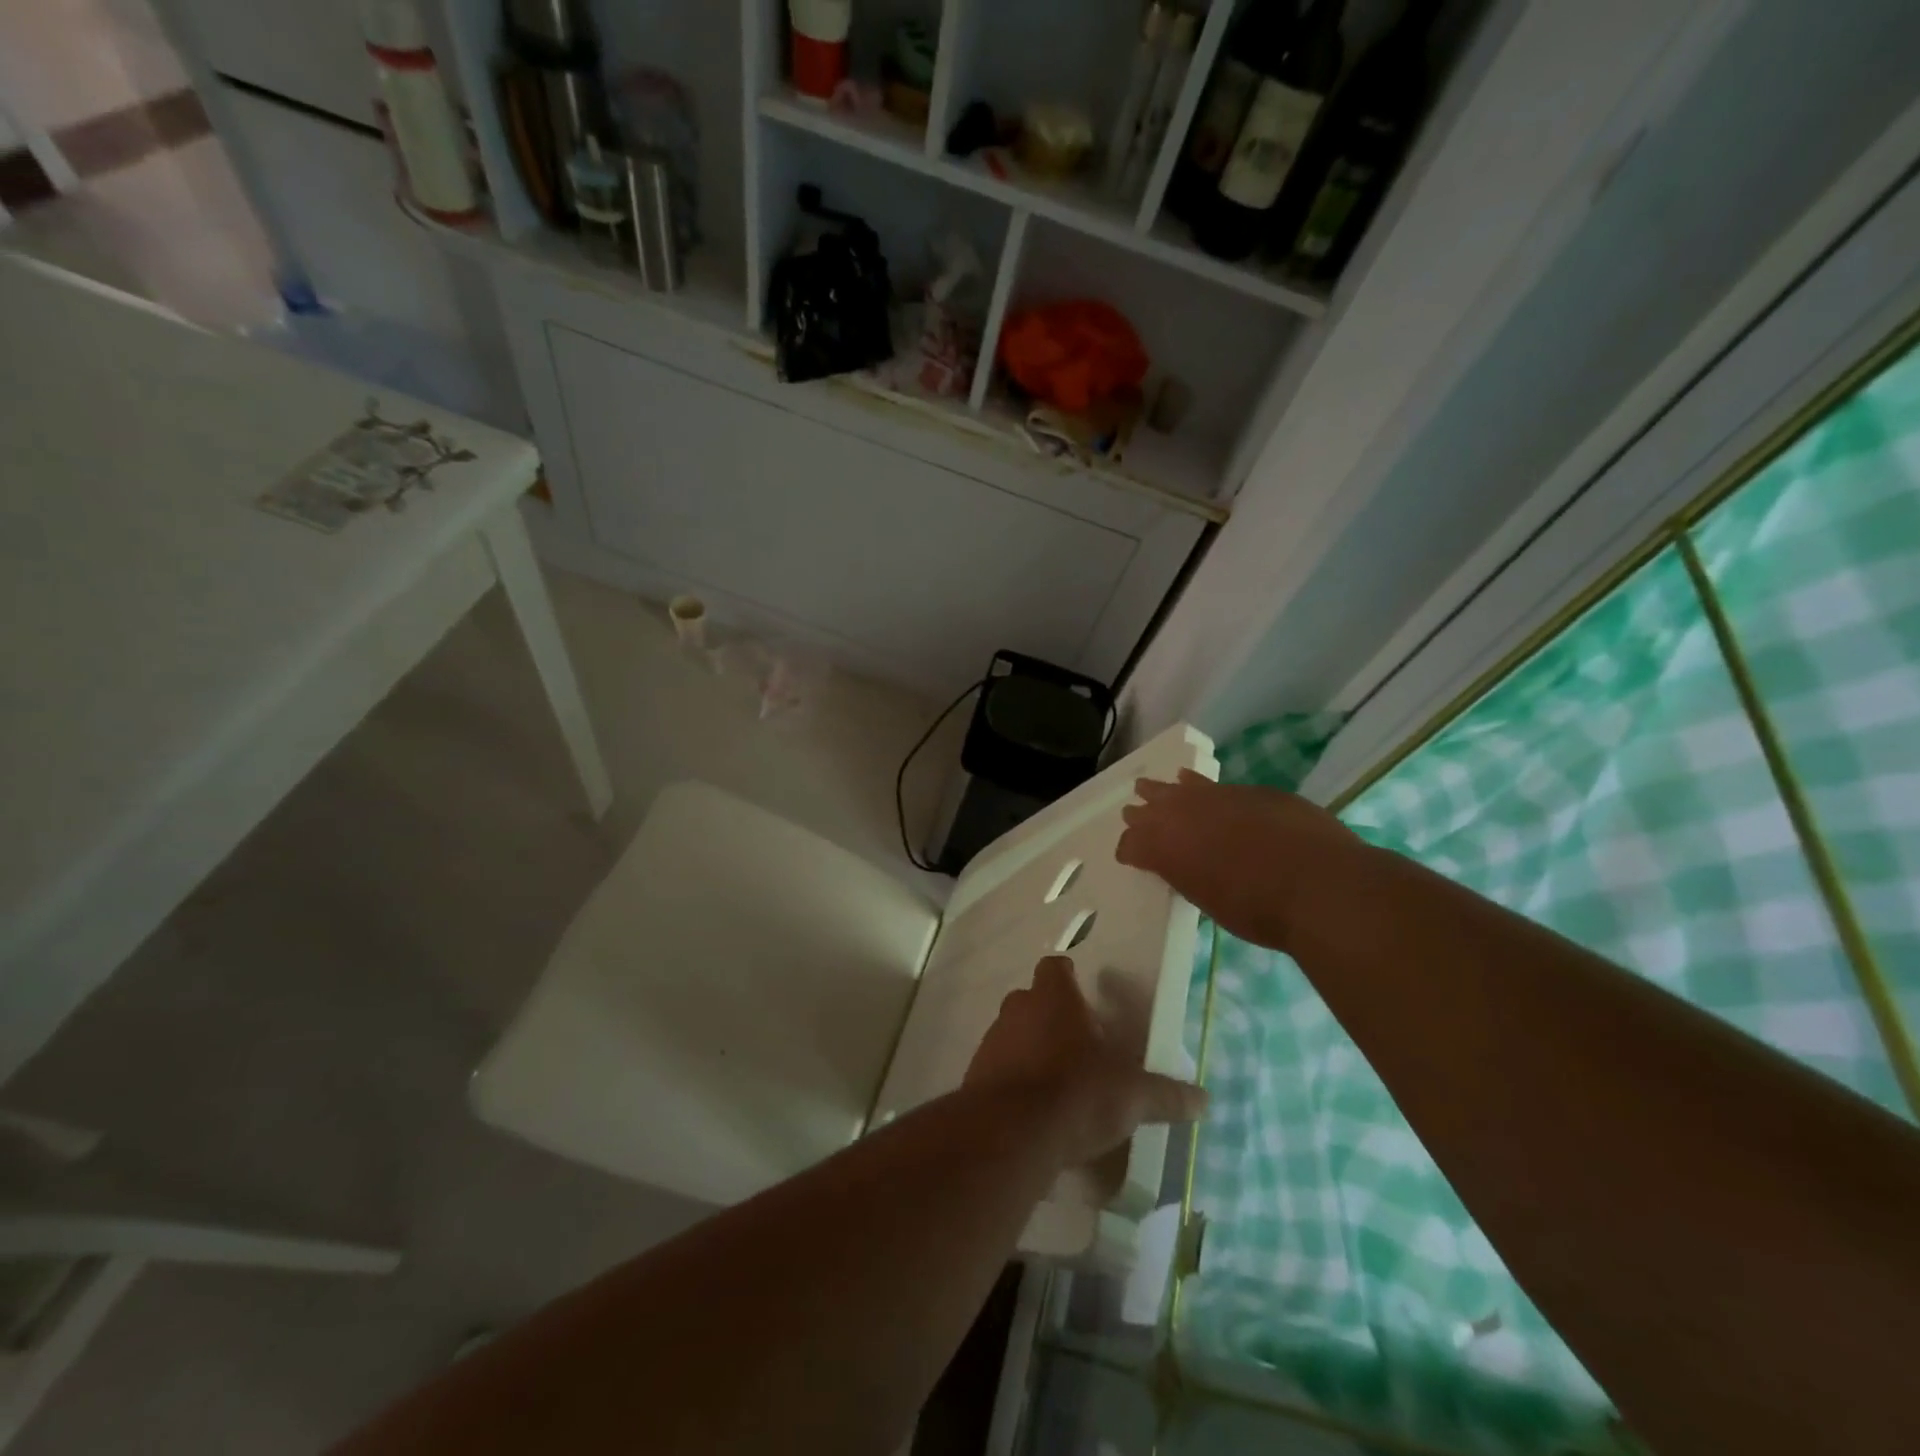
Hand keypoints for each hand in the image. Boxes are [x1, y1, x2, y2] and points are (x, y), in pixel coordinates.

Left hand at [966, 956, 1206, 1168]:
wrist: (1010, 1133)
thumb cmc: (1076, 1093)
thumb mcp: (1132, 1096)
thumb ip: (1166, 1095)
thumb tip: (1204, 1099)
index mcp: (1054, 997)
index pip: (1056, 967)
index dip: (1068, 978)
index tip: (1085, 998)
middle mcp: (1018, 1009)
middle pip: (1032, 1000)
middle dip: (1052, 1017)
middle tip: (1079, 1046)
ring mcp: (992, 1040)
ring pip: (1013, 1033)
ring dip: (1030, 1049)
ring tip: (1058, 1083)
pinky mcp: (975, 1075)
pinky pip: (998, 1068)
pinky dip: (1013, 1081)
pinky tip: (1034, 1111)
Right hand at [1116, 770, 1361, 951]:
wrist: (1319, 885)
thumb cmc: (1258, 910)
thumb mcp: (1209, 902)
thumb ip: (1190, 876)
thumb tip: (1188, 867)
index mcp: (1166, 848)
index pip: (1133, 844)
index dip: (1129, 849)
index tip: (1128, 856)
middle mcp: (1183, 814)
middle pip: (1151, 807)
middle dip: (1140, 813)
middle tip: (1131, 813)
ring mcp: (1218, 796)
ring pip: (1181, 787)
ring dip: (1166, 790)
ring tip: (1152, 786)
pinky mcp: (1252, 791)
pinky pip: (1215, 785)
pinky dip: (1201, 786)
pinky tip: (1197, 783)